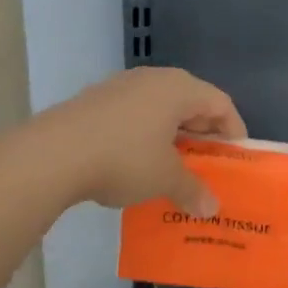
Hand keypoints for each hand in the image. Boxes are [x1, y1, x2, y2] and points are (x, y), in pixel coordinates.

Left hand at [40, 67, 246, 213]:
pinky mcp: (95, 101)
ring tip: (174, 167)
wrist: (52, 154)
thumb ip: (192, 190)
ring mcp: (120, 87)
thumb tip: (211, 208)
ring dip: (172, 136)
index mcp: (178, 89)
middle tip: (208, 164)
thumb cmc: (124, 159)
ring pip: (160, 108)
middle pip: (191, 102)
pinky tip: (138, 163)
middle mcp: (152, 79)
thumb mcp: (165, 179)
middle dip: (202, 134)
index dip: (233, 131)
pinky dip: (145, 136)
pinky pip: (134, 115)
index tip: (235, 158)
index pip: (220, 103)